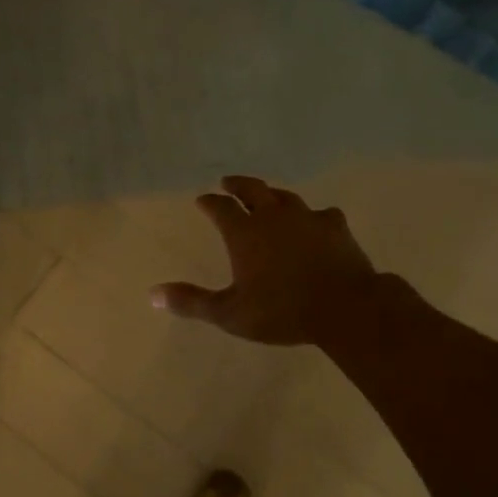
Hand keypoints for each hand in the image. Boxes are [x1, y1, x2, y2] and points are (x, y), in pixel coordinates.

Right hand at [152, 176, 390, 345]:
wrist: (345, 307)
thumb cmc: (282, 311)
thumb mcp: (230, 313)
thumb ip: (192, 302)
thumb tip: (152, 294)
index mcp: (244, 232)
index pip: (220, 208)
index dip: (209, 203)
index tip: (202, 200)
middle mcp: (272, 216)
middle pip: (252, 189)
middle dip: (237, 184)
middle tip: (228, 182)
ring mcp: (306, 217)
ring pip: (285, 196)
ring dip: (272, 194)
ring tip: (267, 196)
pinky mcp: (335, 226)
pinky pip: (321, 213)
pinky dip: (312, 215)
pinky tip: (316, 220)